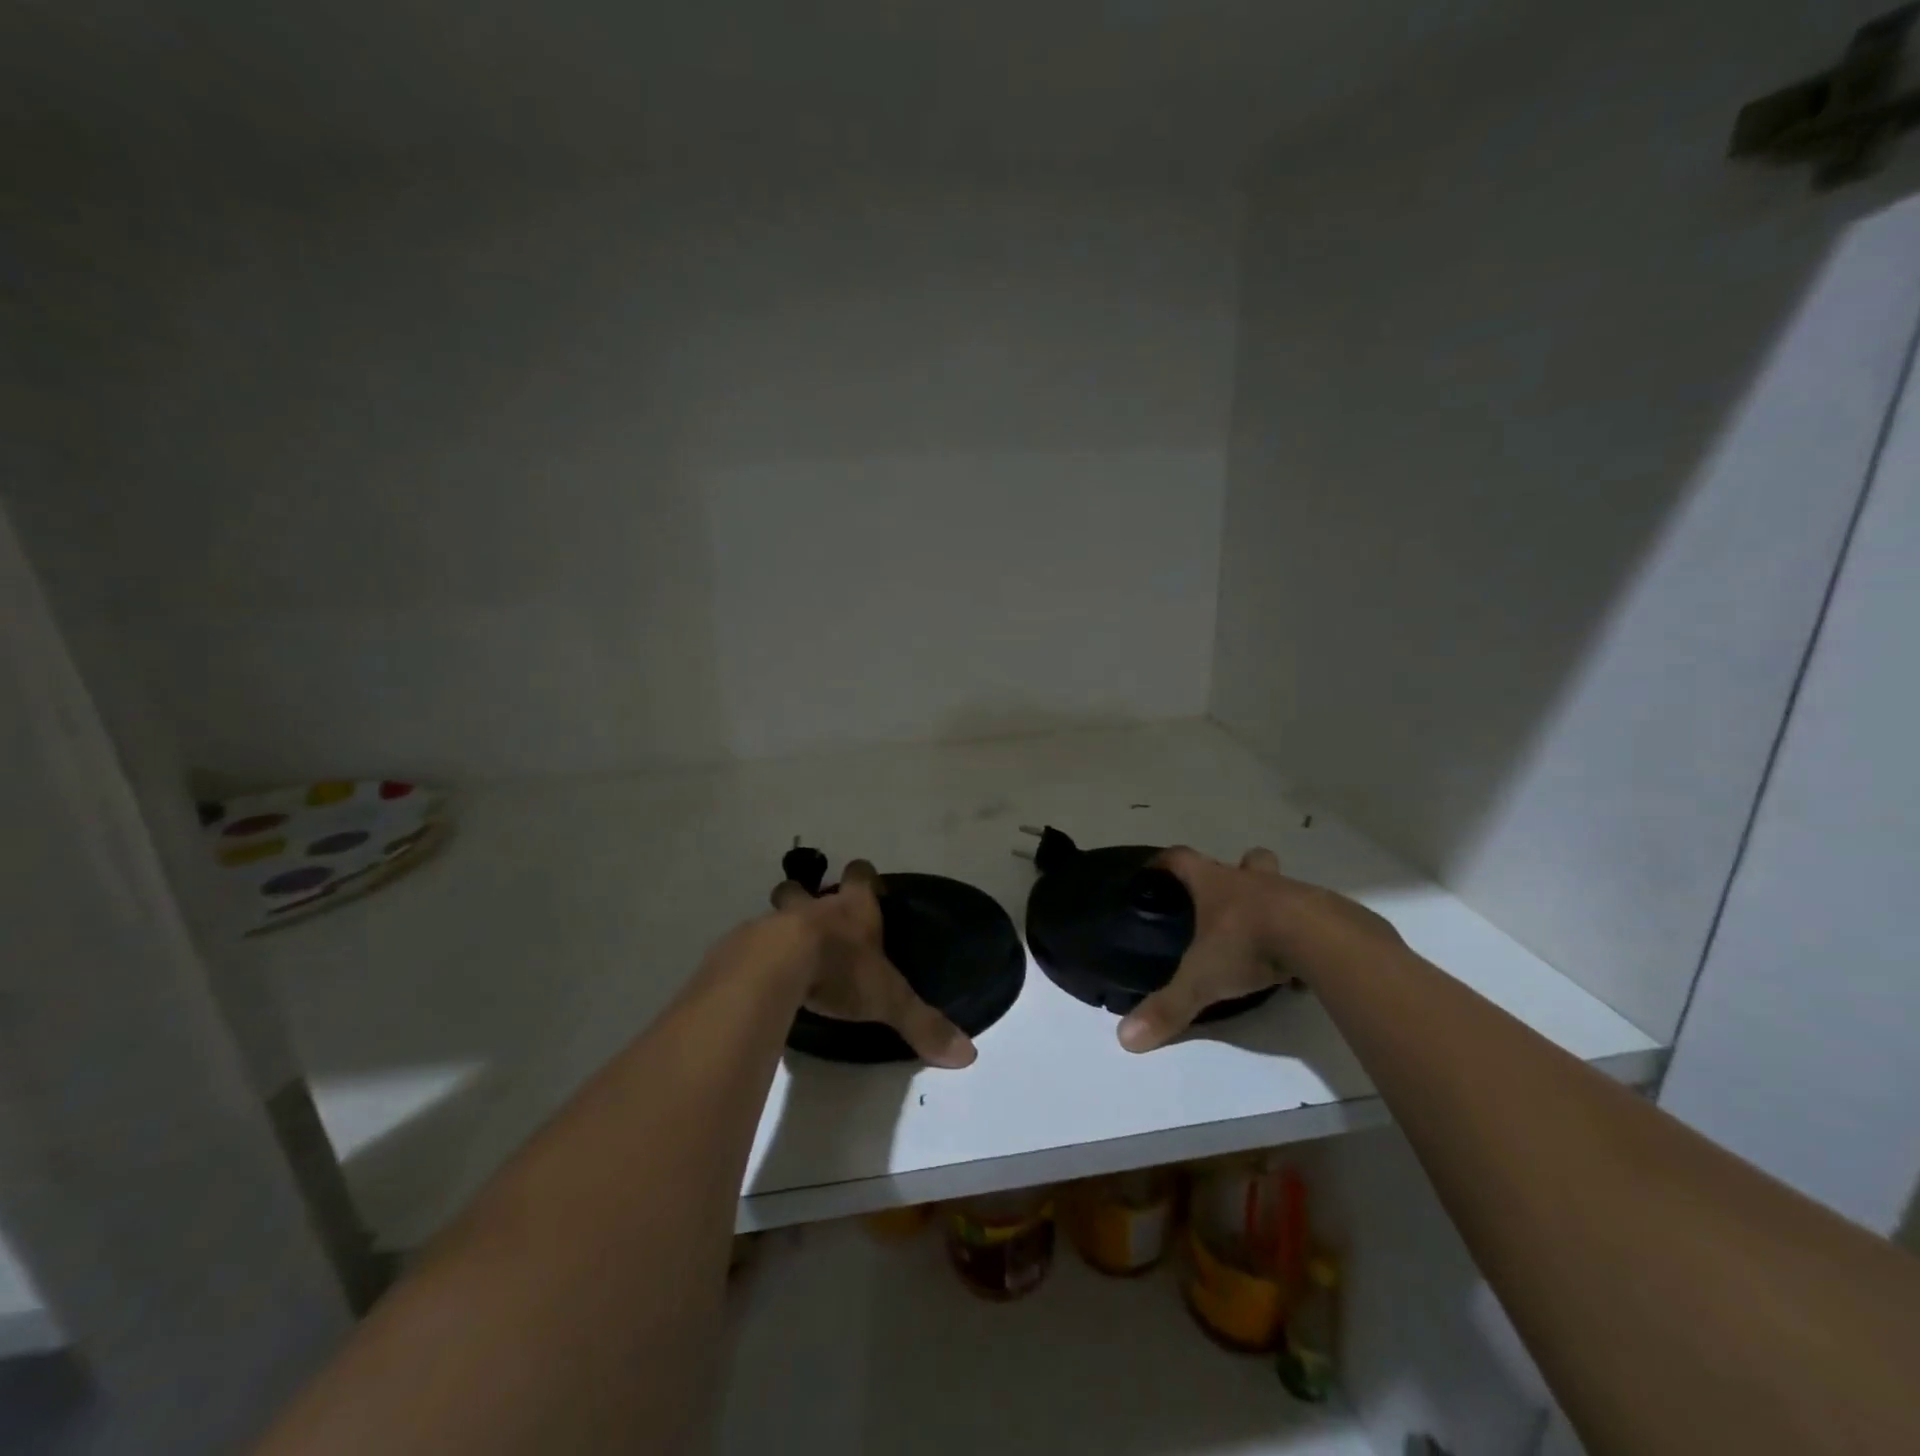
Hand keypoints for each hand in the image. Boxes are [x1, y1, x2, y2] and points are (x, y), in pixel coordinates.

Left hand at [770, 860, 976, 1068]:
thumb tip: (968, 1055)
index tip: (866, 885)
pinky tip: (763, 978)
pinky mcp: (748, 945)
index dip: (864, 878)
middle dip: (806, 896)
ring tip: (784, 950)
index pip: (861, 875)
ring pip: (776, 911)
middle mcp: (816, 908)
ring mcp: (778, 922)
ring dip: (780, 925)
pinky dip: (758, 955)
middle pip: (805, 887)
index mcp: (853, 910)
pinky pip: (752, 944)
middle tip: (812, 918)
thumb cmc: (841, 970)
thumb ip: (923, 1024)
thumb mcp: (889, 1000)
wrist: (778, 967)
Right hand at [1117, 846, 1400, 1052]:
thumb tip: (1127, 1038)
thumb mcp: (1202, 980)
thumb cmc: (1249, 944)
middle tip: (1228, 900)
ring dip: (1272, 903)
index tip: (1154, 869)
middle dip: (1239, 870)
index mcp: (1216, 884)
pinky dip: (1302, 934)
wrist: (1320, 940)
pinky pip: (1311, 919)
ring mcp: (1292, 893)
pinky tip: (1298, 963)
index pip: (1182, 859)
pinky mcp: (1324, 914)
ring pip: (1281, 886)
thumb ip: (1168, 1007)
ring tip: (1264, 936)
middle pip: (1246, 860)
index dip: (1165, 862)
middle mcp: (1252, 881)